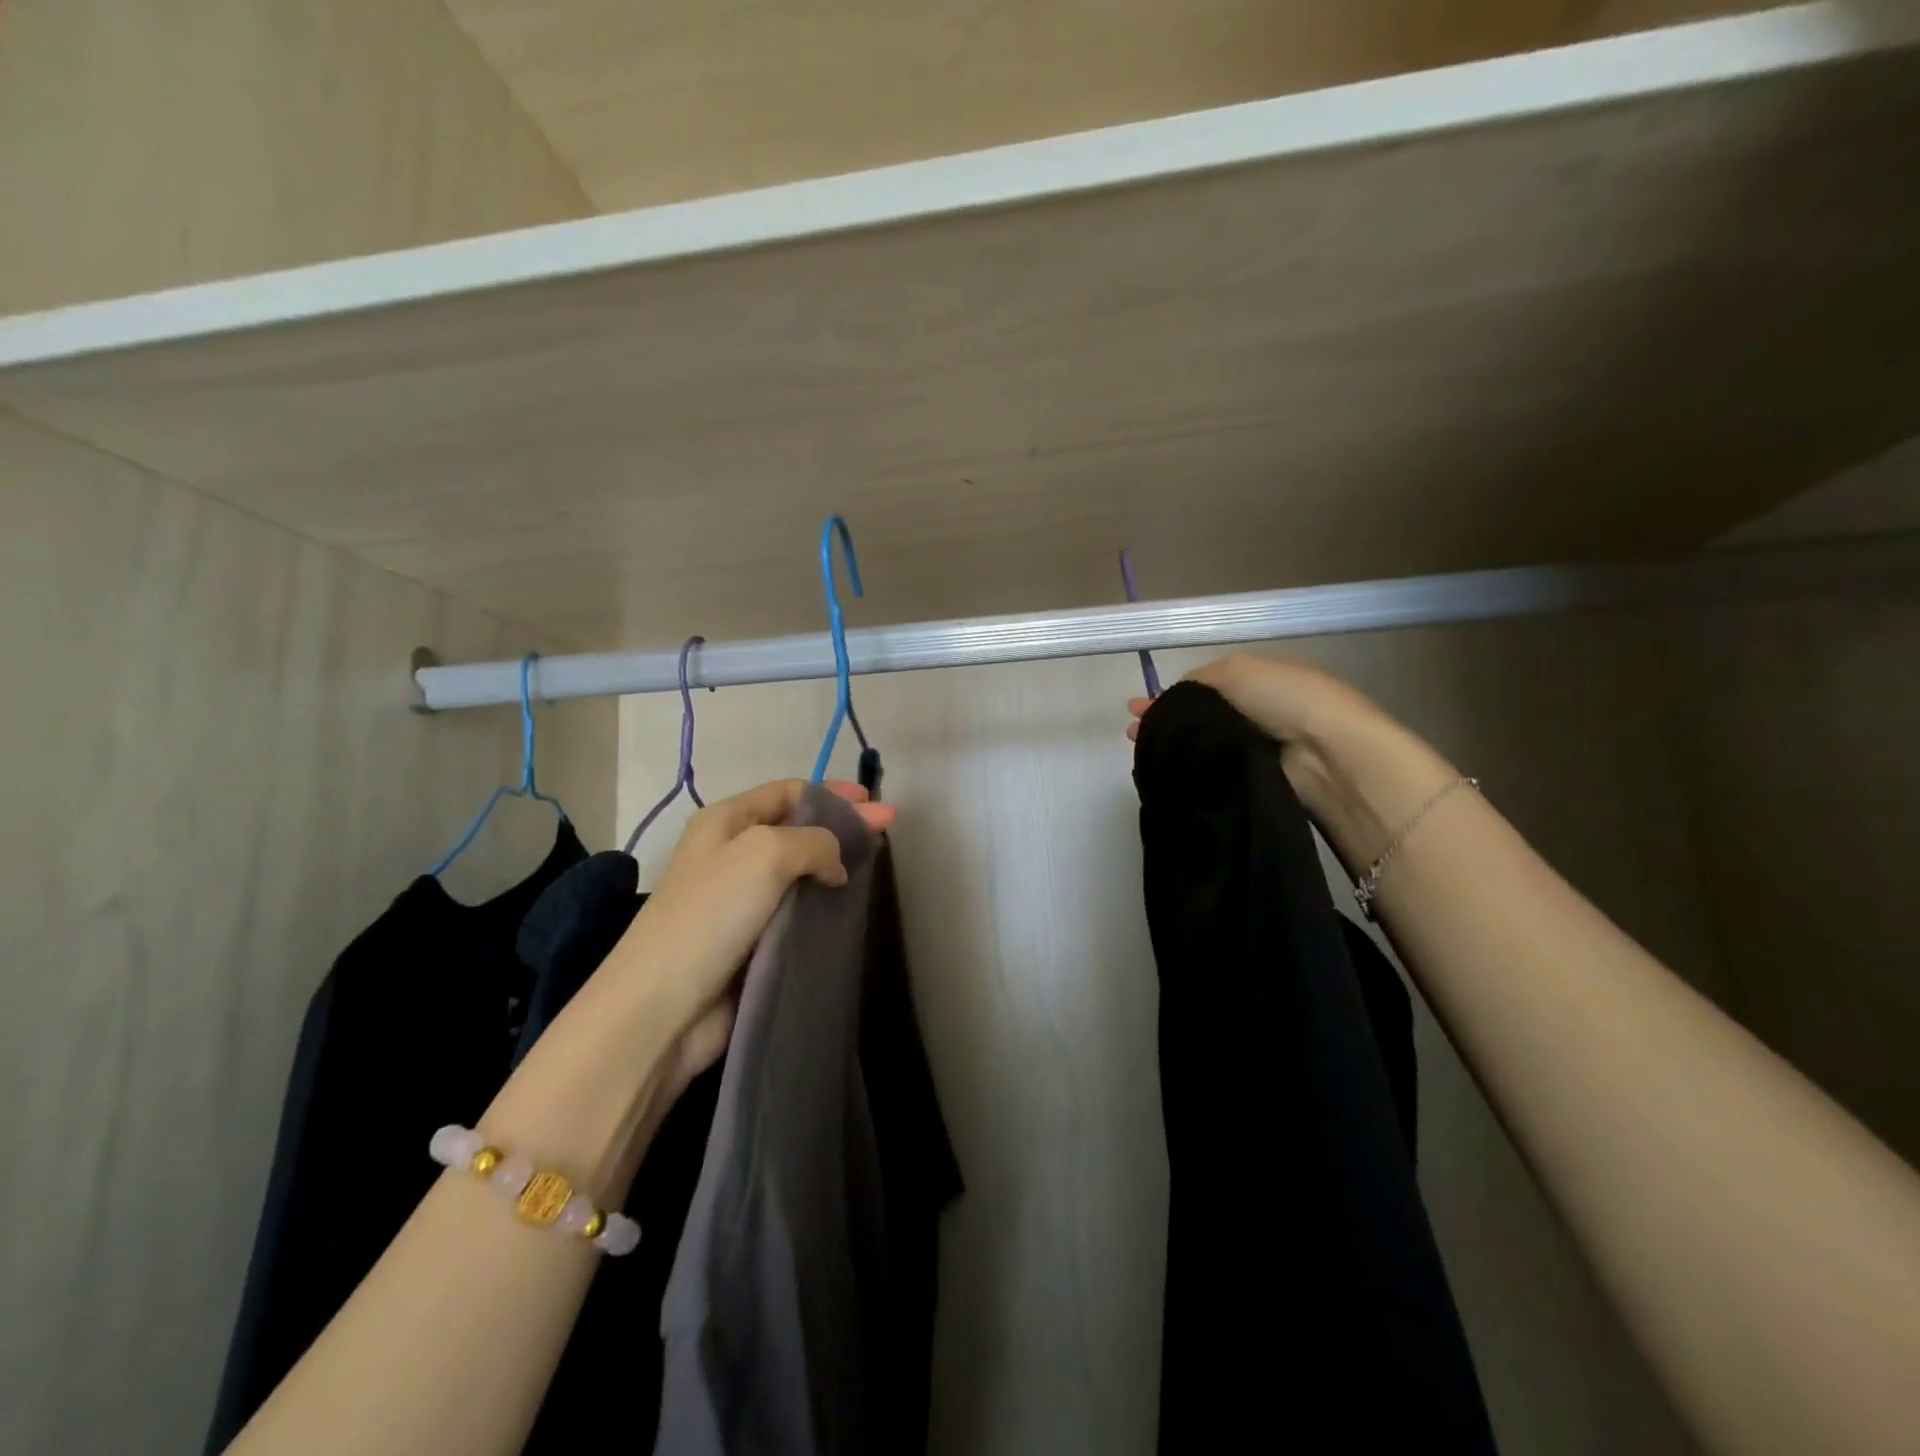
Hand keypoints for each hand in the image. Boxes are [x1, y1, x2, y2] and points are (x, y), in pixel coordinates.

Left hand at [606, 779, 894, 1088]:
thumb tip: (835, 865)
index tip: (875, 805)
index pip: (788, 792)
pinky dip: (823, 902)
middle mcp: (732, 853)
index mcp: (726, 821)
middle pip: (798, 828)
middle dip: (843, 824)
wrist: (663, 1006)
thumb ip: (814, 841)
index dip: (833, 793)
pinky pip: (796, 909)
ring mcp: (741, 899)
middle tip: (888, 829)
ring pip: (800, 871)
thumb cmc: (711, 914)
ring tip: (874, 865)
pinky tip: (848, 904)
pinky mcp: (752, 940)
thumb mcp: (766, 853)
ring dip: (836, 864)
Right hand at [1126, 653, 1380, 748]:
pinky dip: (1190, 770)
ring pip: (1202, 747)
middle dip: (1166, 723)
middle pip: (1200, 719)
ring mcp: (1255, 749)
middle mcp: (1256, 714)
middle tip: (1133, 733)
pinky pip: (1213, 772)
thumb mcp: (1234, 671)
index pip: (1204, 689)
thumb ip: (1197, 683)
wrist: (1326, 754)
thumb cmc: (1283, 699)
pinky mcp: (1254, 781)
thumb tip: (1173, 699)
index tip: (1138, 710)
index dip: (1171, 697)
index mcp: (1257, 681)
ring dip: (1172, 747)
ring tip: (1140, 752)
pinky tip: (1165, 771)